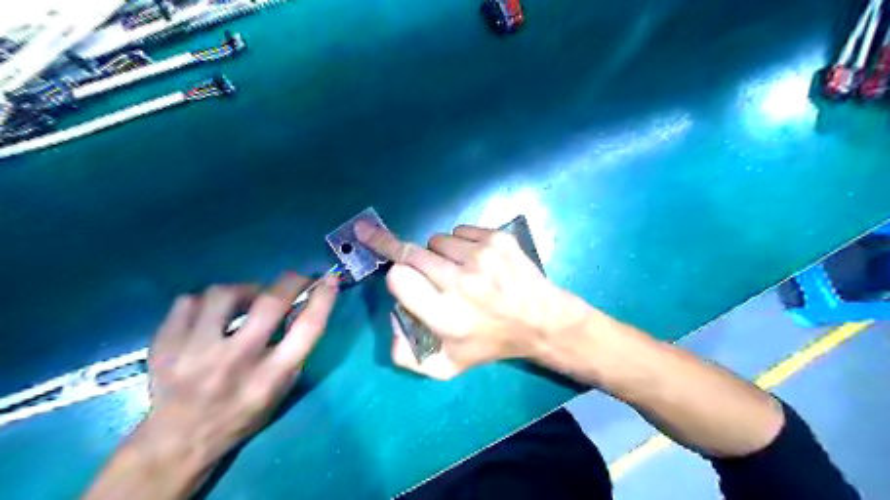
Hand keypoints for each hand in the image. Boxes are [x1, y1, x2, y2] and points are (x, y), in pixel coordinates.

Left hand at [143, 274, 337, 464]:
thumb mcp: (280, 391)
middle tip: (295, 278)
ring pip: (224, 293)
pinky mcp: (165, 345)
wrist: (178, 441)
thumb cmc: (241, 414)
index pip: (308, 328)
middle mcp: (236, 360)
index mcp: (270, 376)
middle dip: (290, 281)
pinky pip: (189, 301)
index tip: (330, 280)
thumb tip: (301, 307)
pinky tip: (210, 315)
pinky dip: (206, 302)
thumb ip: (293, 351)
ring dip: (244, 290)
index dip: (323, 299)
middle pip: (270, 302)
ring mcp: (195, 351)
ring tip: (245, 300)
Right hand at [355, 222, 589, 379]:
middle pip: (411, 252)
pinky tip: (477, 261)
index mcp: (446, 316)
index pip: (398, 277)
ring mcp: (481, 256)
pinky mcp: (497, 239)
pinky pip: (460, 231)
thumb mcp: (446, 366)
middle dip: (409, 259)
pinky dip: (461, 243)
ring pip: (436, 240)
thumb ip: (406, 355)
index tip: (402, 279)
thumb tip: (392, 316)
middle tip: (426, 269)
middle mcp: (462, 283)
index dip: (397, 277)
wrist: (541, 321)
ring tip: (459, 270)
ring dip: (439, 253)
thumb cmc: (490, 343)